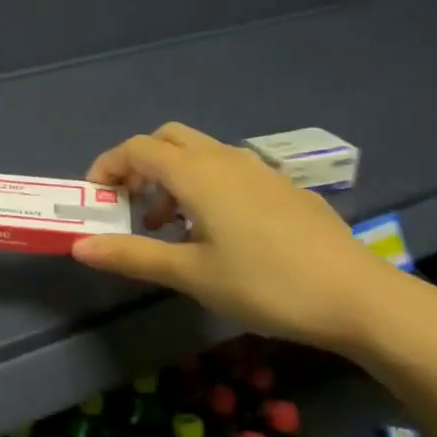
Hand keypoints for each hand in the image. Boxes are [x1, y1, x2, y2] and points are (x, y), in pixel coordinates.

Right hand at [70, 122, 413, 355]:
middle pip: (168, 139)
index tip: (96, 199)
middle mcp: (225, 159)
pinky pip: (229, 171)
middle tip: (130, 206)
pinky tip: (217, 233)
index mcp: (197, 173)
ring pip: (200, 154)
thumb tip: (79, 246)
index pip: (137, 148)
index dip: (108, 166)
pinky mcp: (282, 188)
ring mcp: (259, 170)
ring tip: (168, 228)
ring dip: (172, 178)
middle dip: (140, 164)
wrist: (357, 297)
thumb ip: (132, 255)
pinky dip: (204, 187)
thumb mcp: (190, 274)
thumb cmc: (264, 283)